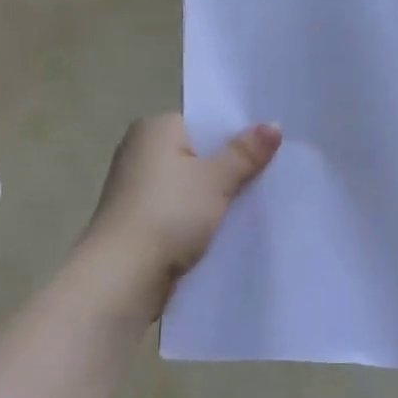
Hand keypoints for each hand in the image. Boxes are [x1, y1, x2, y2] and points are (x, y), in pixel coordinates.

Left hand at [82, 114, 281, 310]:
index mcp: (154, 129)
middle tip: (272, 177)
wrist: (124, 275)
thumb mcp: (216, 180)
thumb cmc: (169, 214)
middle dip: (229, 169)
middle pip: (197, 155)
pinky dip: (198, 221)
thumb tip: (273, 125)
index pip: (202, 123)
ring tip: (256, 205)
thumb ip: (245, 153)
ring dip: (215, 199)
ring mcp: (136, 190)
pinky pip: (179, 213)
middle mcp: (140, 153)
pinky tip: (226, 231)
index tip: (269, 149)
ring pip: (189, 188)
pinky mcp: (138, 223)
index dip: (235, 135)